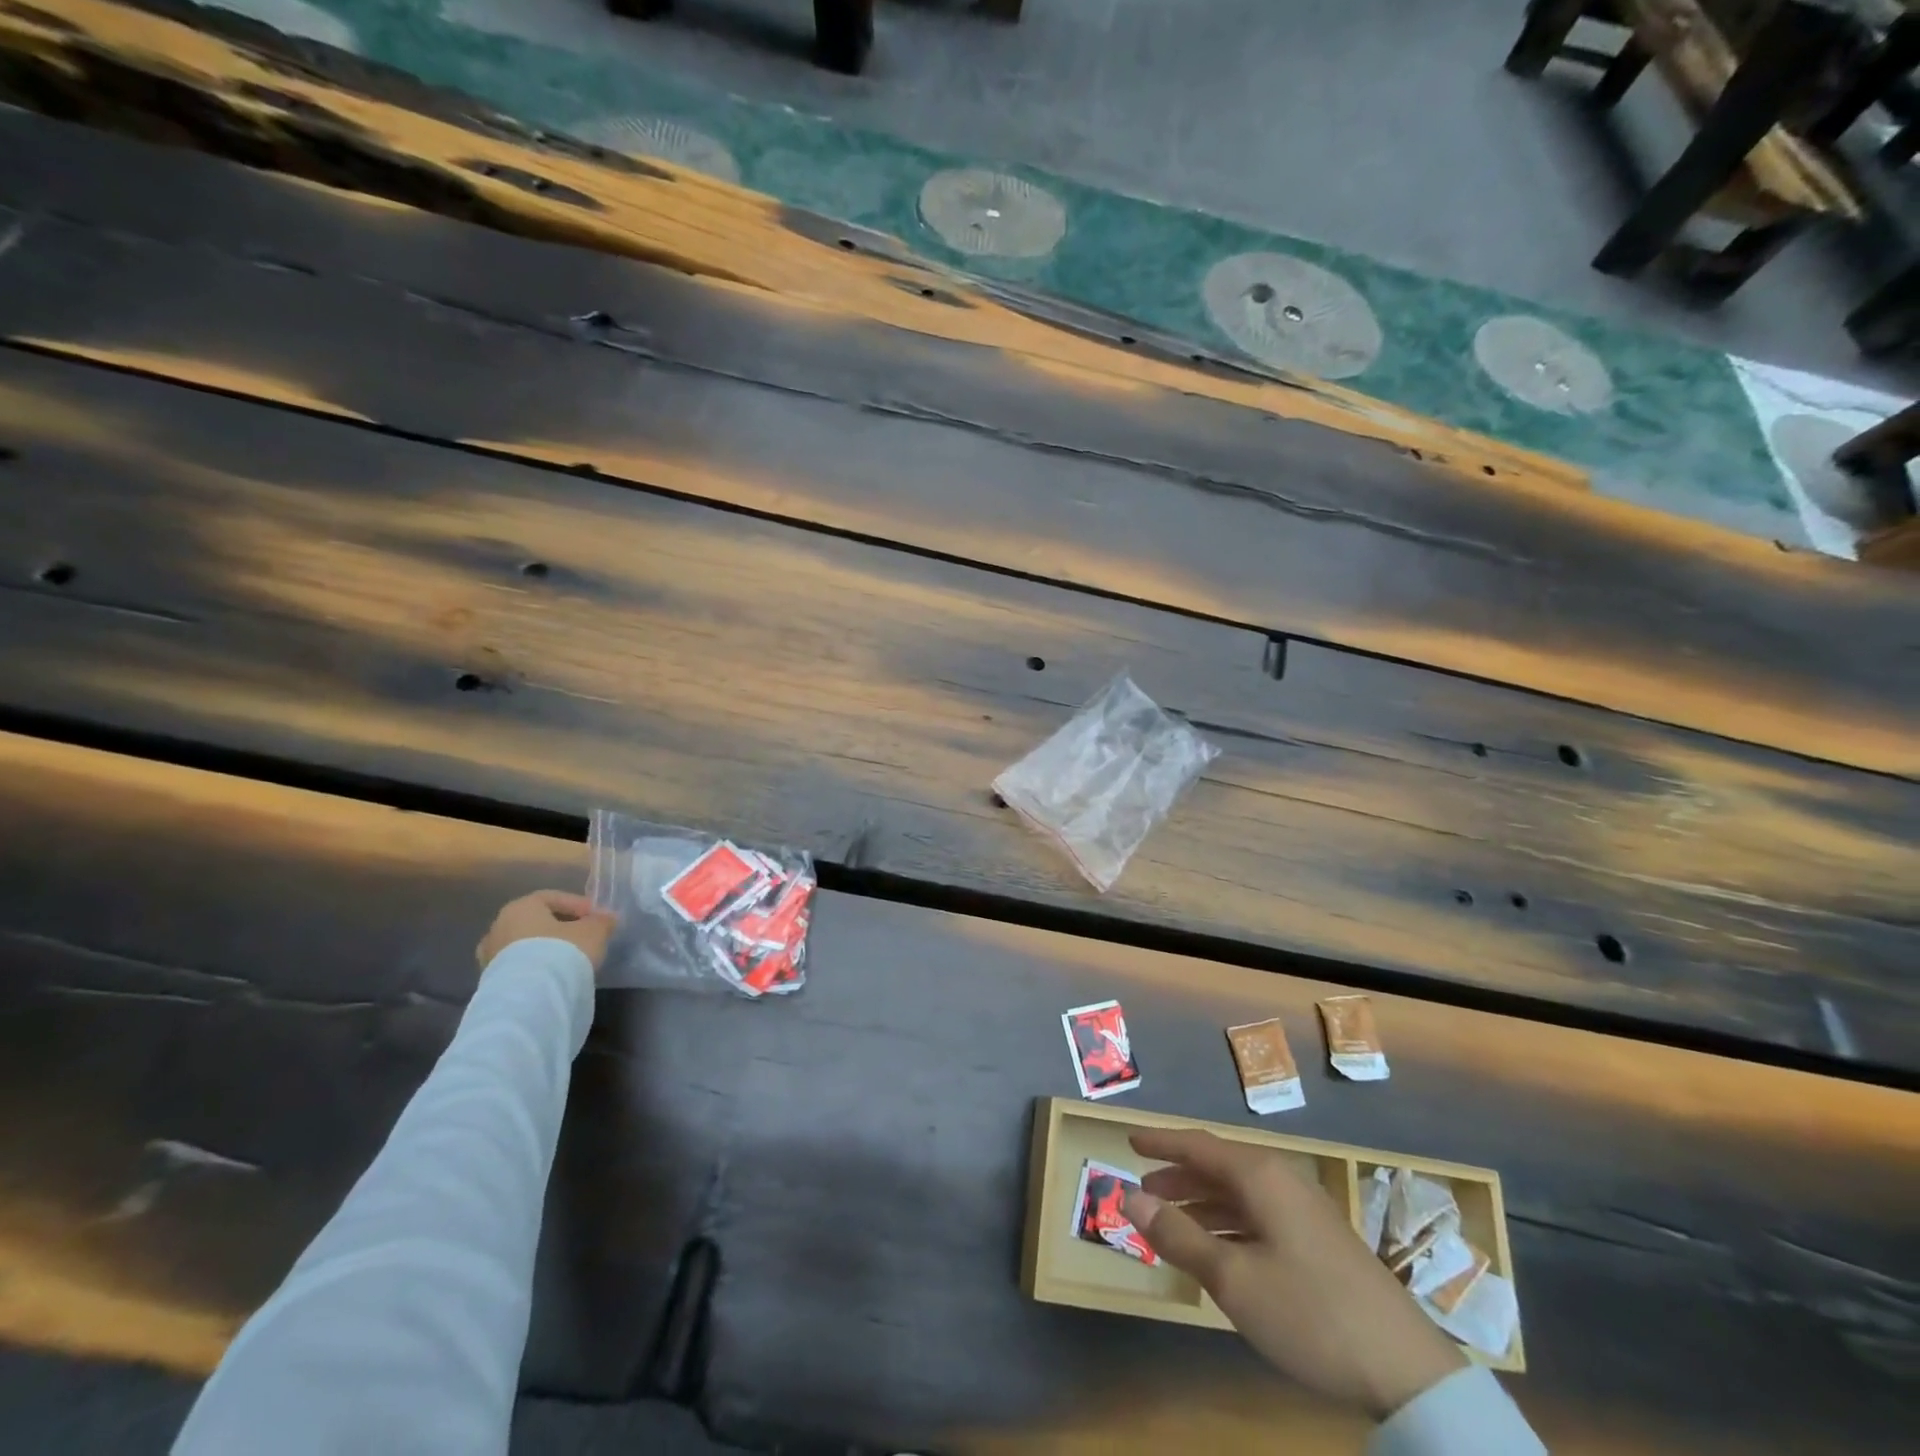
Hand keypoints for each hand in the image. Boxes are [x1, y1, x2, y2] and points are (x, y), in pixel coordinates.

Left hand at [476, 890, 617, 973]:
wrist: (530, 998)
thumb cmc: (562, 951)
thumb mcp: (594, 931)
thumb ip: (602, 921)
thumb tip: (607, 919)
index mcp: (520, 907)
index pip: (553, 898)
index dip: (579, 906)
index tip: (597, 918)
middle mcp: (498, 927)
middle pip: (536, 921)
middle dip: (562, 928)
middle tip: (585, 938)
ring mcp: (490, 956)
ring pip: (526, 946)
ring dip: (547, 950)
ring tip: (570, 960)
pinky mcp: (490, 982)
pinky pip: (520, 967)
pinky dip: (537, 968)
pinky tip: (555, 976)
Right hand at [1125, 1128, 1465, 1420]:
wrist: (1407, 1370)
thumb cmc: (1309, 1312)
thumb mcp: (1233, 1278)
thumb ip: (1178, 1236)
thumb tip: (1130, 1198)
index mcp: (1260, 1176)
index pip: (1198, 1144)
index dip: (1161, 1142)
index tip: (1129, 1142)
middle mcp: (1281, 1181)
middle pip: (1218, 1167)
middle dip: (1178, 1177)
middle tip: (1144, 1192)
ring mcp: (1304, 1212)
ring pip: (1239, 1195)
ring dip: (1201, 1205)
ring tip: (1171, 1224)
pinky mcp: (1319, 1242)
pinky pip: (1259, 1216)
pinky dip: (1228, 1225)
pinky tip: (1218, 1252)